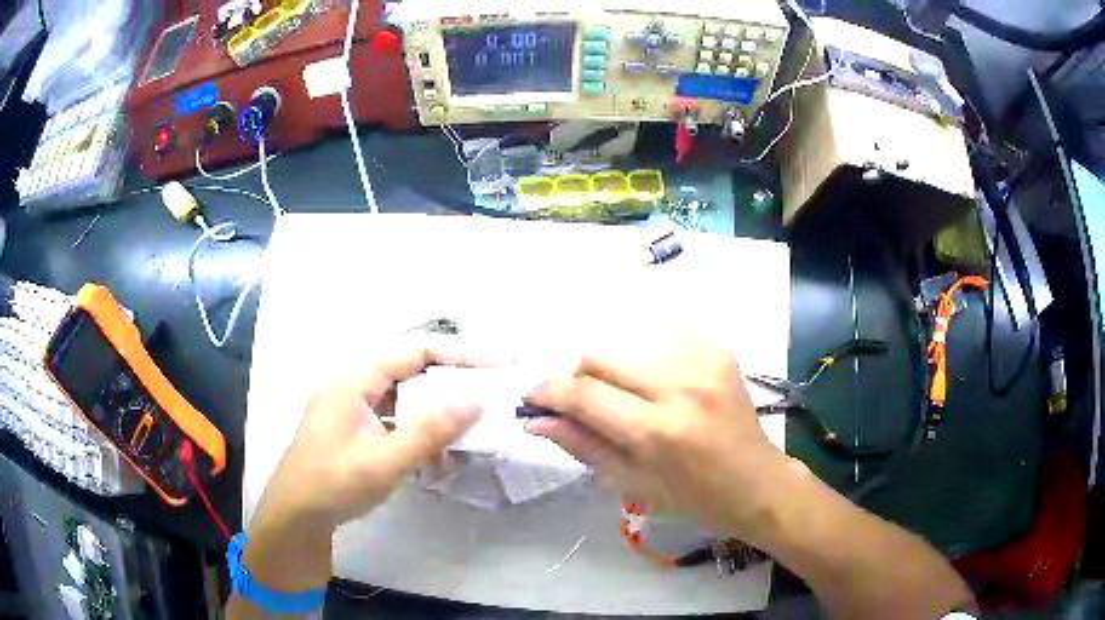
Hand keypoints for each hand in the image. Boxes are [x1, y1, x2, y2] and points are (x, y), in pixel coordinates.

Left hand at [240, 343, 483, 592]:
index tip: (499, 364)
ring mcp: (355, 406)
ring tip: (471, 429)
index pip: (416, 351)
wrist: (296, 516)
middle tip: (493, 396)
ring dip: (437, 413)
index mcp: (356, 379)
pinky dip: (420, 432)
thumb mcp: (384, 461)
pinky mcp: (358, 427)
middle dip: (453, 383)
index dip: (460, 354)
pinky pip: (397, 419)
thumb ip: (429, 431)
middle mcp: (355, 383)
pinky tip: (437, 456)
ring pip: (407, 397)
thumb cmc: (333, 484)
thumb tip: (476, 400)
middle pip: (413, 371)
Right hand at [524, 332, 793, 544]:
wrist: (756, 481)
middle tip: (584, 403)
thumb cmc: (693, 497)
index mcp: (658, 432)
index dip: (548, 392)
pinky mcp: (718, 349)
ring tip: (624, 394)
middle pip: (600, 354)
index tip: (532, 398)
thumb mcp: (631, 484)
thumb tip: (536, 419)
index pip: (584, 394)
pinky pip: (660, 334)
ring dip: (610, 365)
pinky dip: (642, 354)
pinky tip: (651, 380)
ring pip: (625, 339)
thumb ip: (582, 446)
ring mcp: (703, 361)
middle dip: (578, 377)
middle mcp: (680, 386)